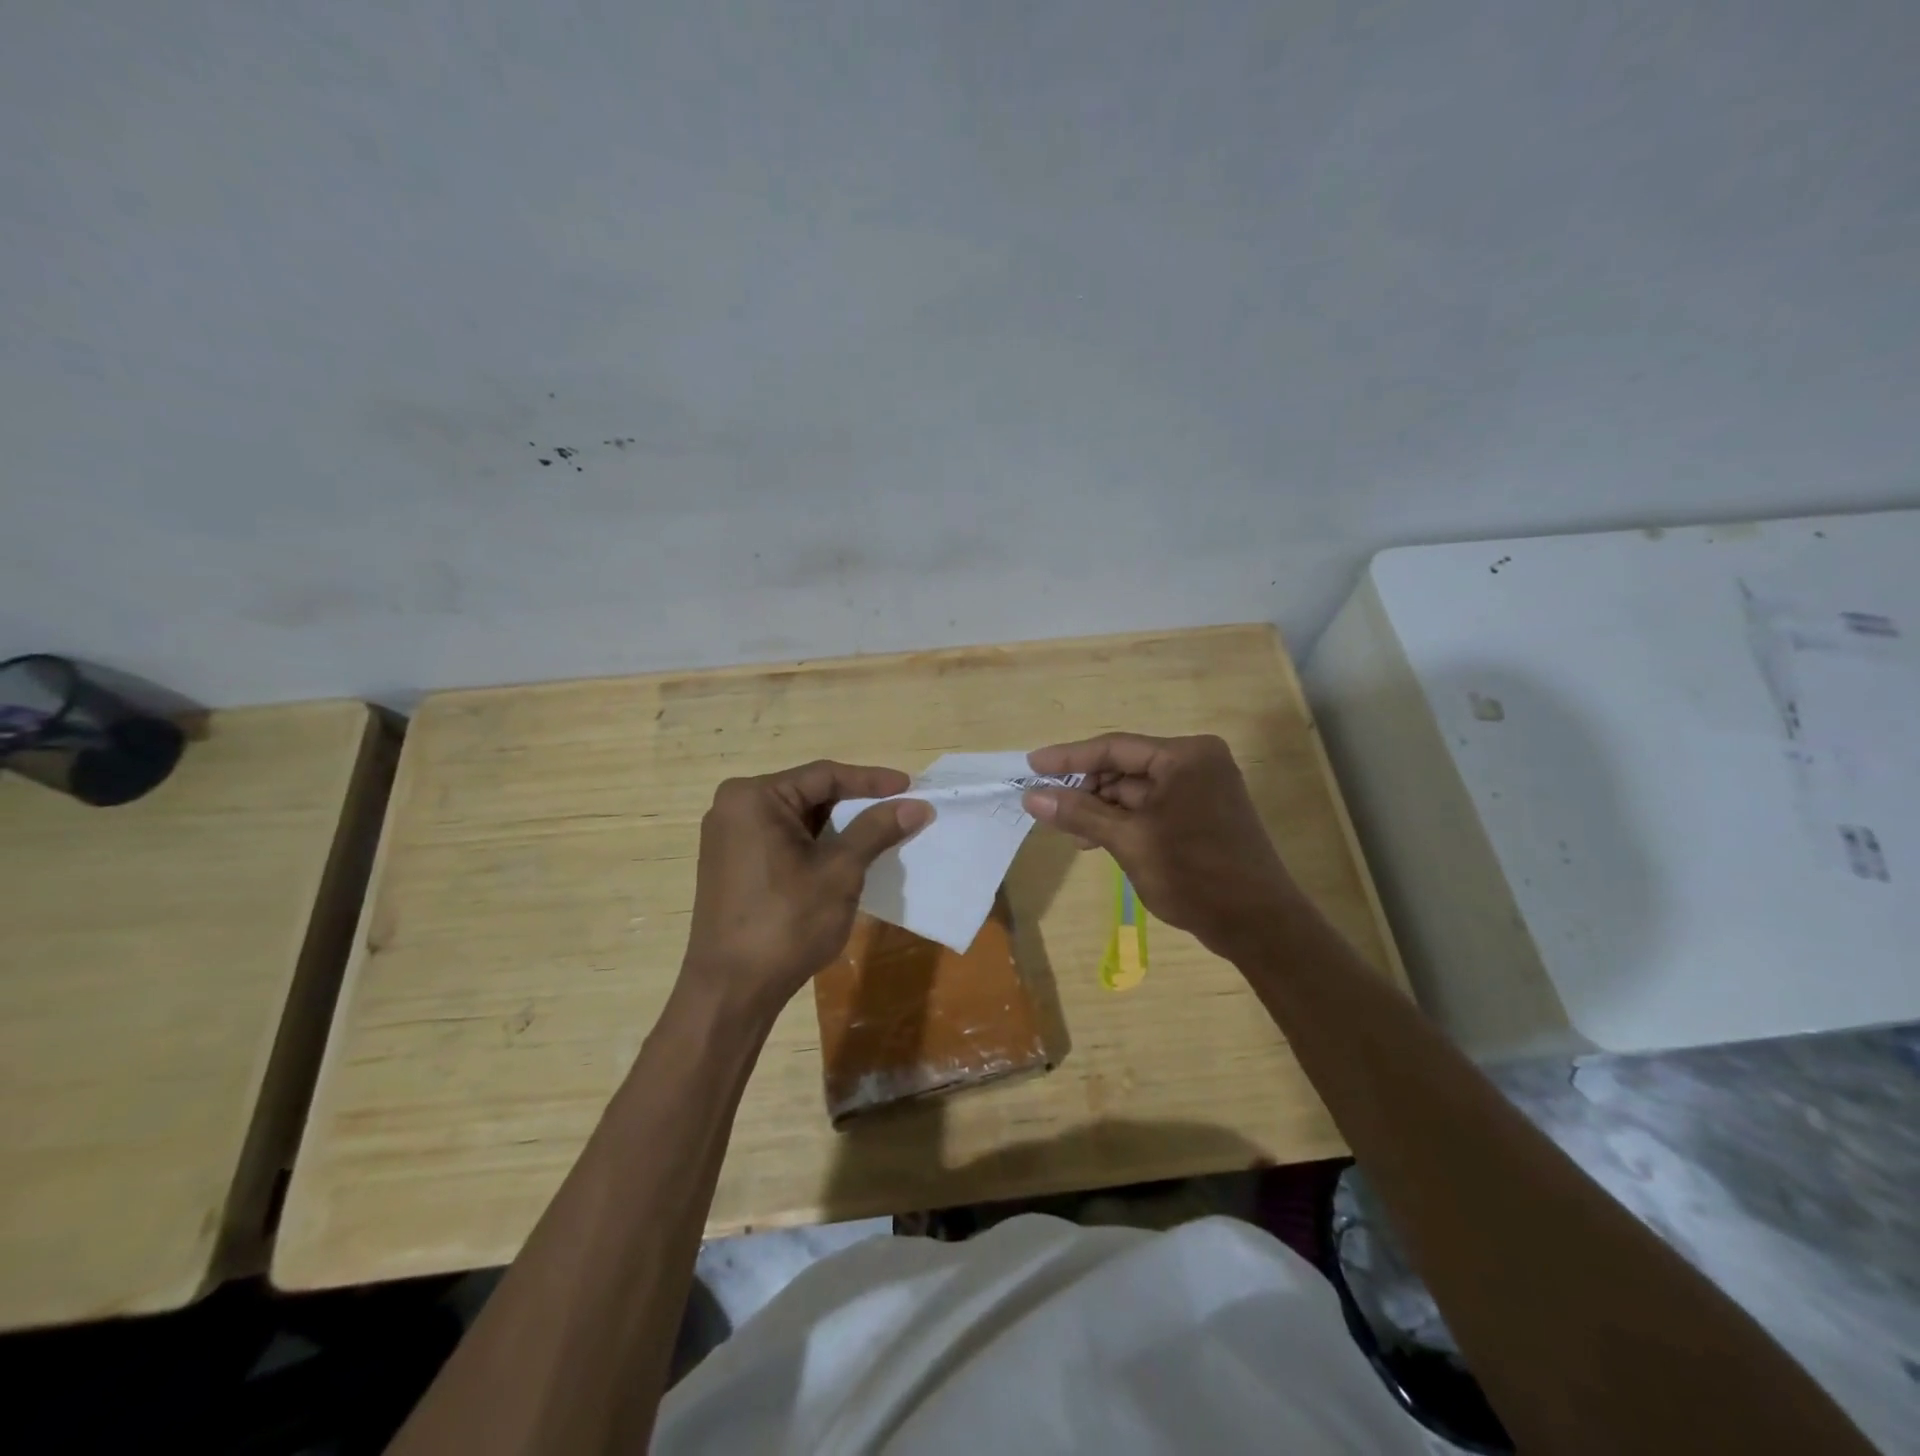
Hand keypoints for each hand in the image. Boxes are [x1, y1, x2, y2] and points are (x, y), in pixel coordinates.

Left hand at [681, 761, 932, 1023]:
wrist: (731, 992)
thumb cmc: (786, 923)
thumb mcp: (839, 871)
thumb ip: (877, 830)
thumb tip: (918, 805)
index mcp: (753, 797)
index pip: (824, 776)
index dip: (872, 781)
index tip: (911, 787)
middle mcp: (734, 808)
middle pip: (809, 795)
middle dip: (856, 806)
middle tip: (899, 811)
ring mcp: (729, 838)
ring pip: (798, 820)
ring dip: (839, 828)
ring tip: (881, 835)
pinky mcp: (732, 866)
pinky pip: (783, 841)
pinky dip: (816, 846)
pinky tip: (846, 859)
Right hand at [1022, 733, 1296, 959]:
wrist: (1259, 924)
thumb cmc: (1194, 874)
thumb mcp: (1129, 841)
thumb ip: (1079, 813)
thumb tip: (1031, 795)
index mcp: (1185, 756)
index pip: (1114, 747)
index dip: (1069, 758)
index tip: (1032, 765)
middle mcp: (1197, 762)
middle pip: (1126, 766)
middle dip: (1087, 789)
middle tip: (1050, 808)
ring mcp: (1204, 788)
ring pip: (1138, 789)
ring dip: (1103, 808)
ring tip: (1073, 834)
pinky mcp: (1205, 813)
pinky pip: (1154, 806)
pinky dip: (1126, 820)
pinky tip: (1099, 839)